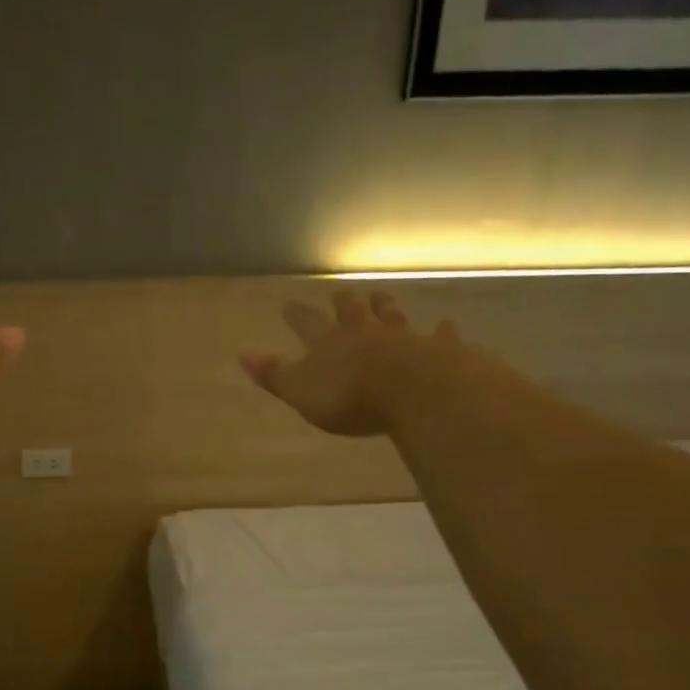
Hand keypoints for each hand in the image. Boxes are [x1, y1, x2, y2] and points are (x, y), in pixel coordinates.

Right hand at [242, 287, 453, 436]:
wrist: (415, 390)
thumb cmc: (350, 396)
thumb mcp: (301, 391)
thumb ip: (274, 374)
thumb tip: (243, 354)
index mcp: (329, 343)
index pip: (307, 324)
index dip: (297, 315)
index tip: (288, 305)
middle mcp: (365, 332)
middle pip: (352, 312)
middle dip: (344, 303)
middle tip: (340, 293)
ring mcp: (404, 338)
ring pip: (392, 316)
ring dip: (385, 306)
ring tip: (381, 296)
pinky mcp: (439, 349)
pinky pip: (440, 336)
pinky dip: (442, 331)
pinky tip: (446, 325)